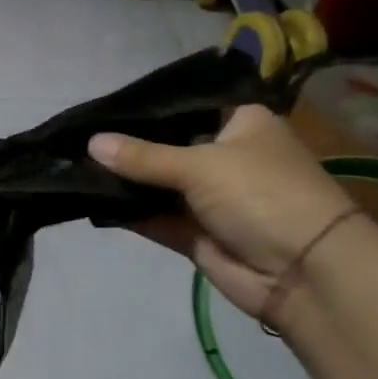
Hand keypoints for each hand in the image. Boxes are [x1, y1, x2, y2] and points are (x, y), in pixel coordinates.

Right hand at [89, 105, 357, 321]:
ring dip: (123, 180)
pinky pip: (155, 216)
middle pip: (166, 145)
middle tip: (76, 137)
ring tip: (73, 166)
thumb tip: (90, 142)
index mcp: (240, 123)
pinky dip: (129, 210)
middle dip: (126, 146)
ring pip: (157, 183)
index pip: (185, 105)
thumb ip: (142, 156)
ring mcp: (210, 197)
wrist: (303, 273)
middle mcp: (224, 155)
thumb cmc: (261, 194)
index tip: (101, 107)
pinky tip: (89, 198)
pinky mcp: (196, 233)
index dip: (146, 108)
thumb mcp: (201, 165)